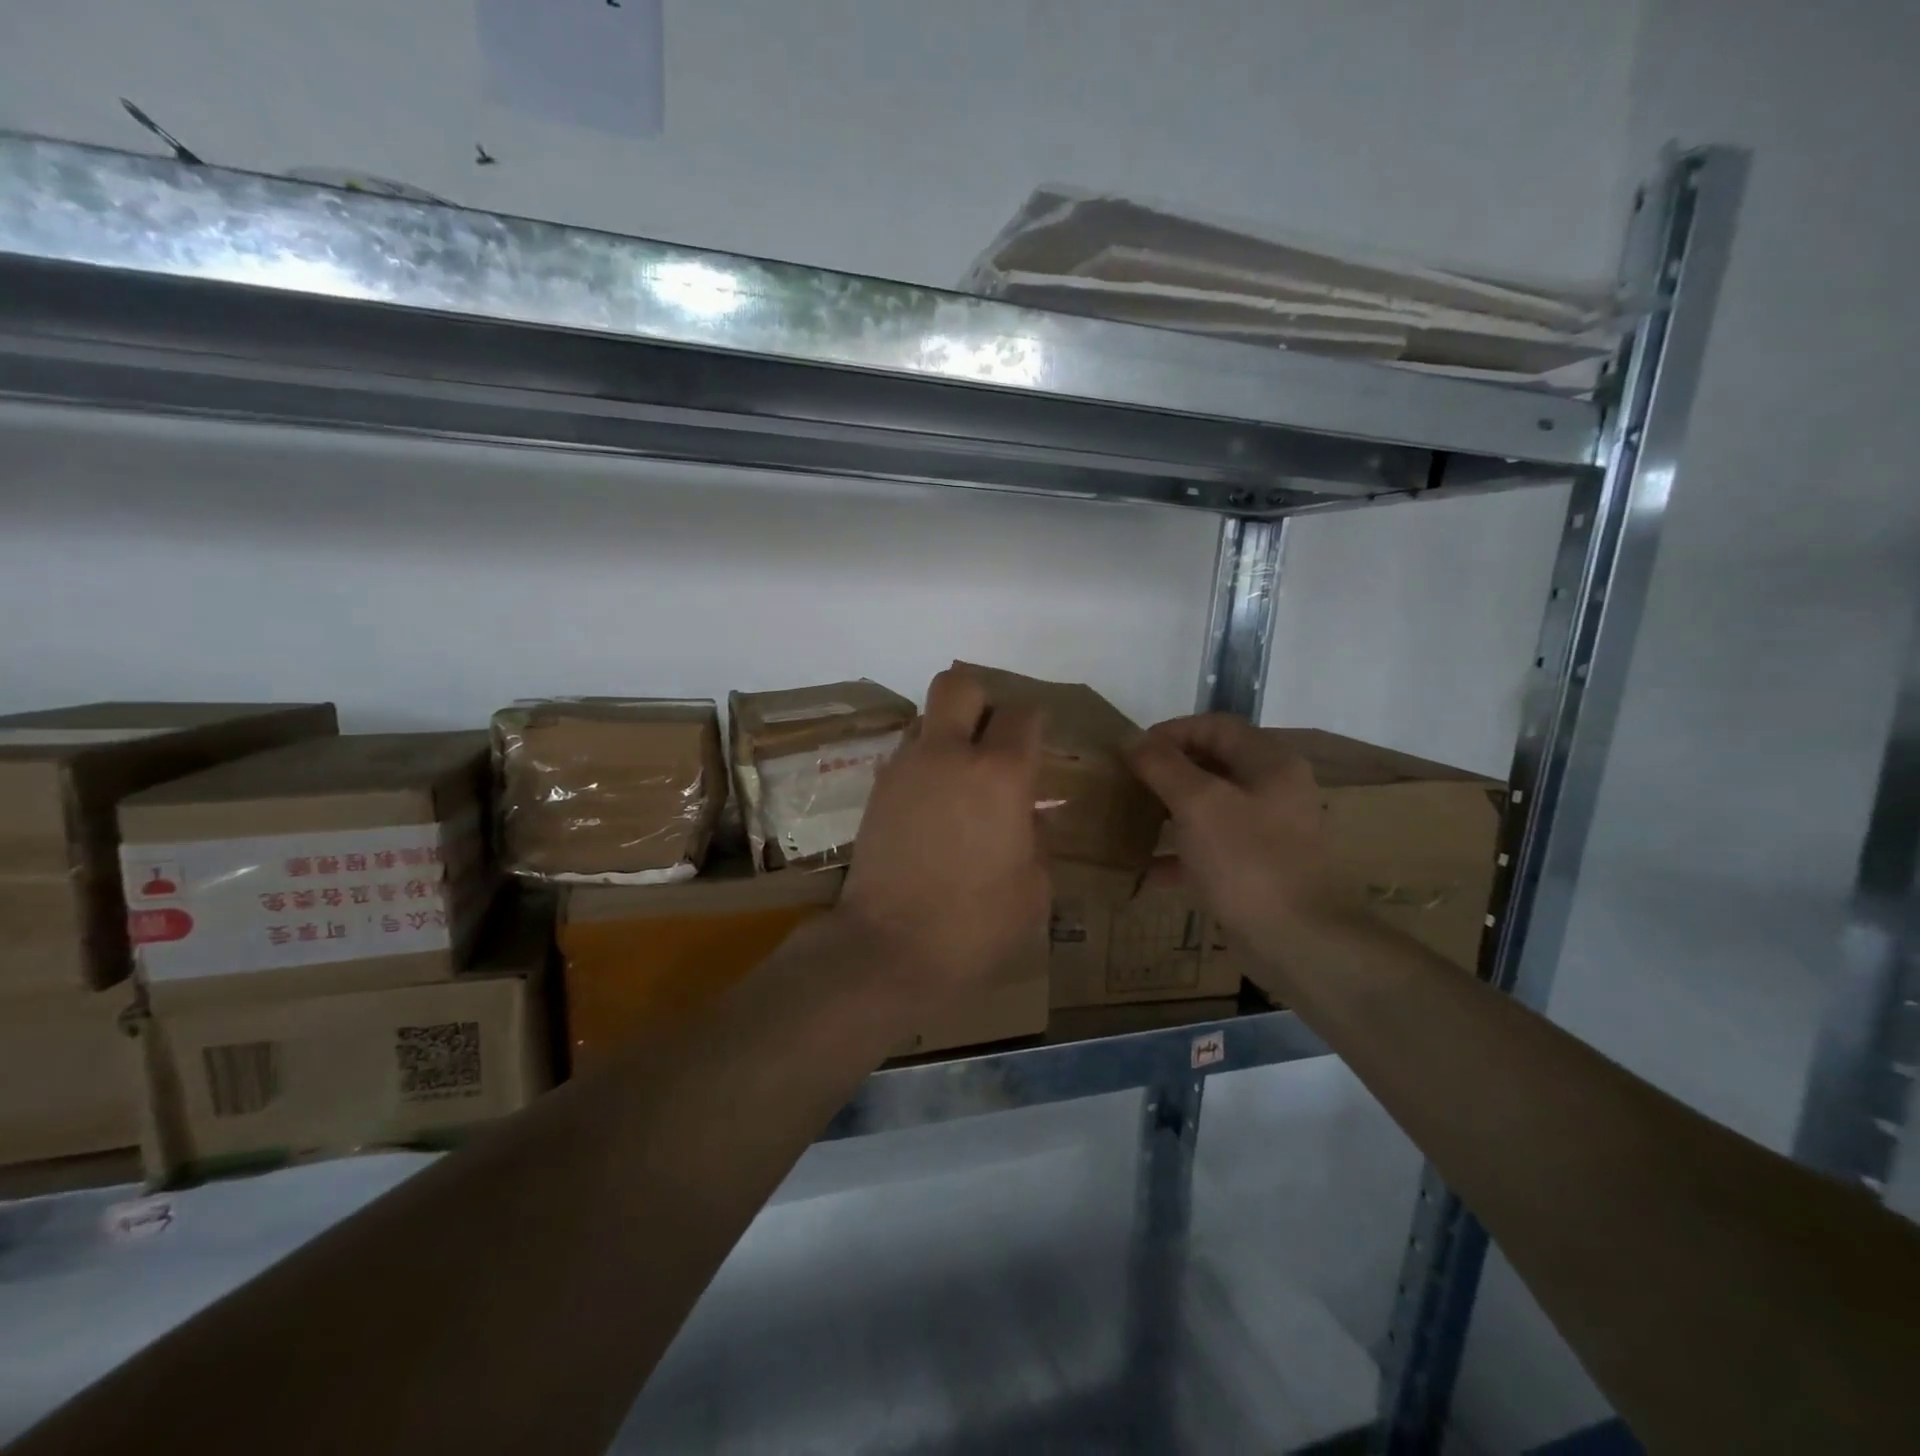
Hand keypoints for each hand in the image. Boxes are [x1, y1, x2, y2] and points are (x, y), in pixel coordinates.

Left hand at [840, 669, 1049, 996]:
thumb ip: (1036, 838)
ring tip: (958, 780)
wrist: (888, 949)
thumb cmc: (975, 925)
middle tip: (991, 742)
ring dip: (946, 735)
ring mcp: (904, 768)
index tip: (1036, 747)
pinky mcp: (876, 790)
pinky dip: (923, 765)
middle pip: (959, 685)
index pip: (1022, 714)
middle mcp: (949, 755)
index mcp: (999, 774)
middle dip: (980, 701)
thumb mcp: (1034, 888)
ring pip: (926, 719)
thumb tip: (1027, 818)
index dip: (1033, 725)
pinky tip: (932, 807)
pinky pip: (905, 755)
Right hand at [1125, 714, 1343, 947]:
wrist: (1299, 942)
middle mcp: (1274, 792)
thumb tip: (1133, 740)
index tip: (1133, 751)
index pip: (1216, 727)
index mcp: (1270, 765)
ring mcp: (1268, 834)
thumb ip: (1163, 766)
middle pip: (1214, 766)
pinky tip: (1147, 868)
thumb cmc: (1248, 861)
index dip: (1172, 731)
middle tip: (1129, 784)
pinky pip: (1212, 850)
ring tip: (1132, 819)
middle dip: (1168, 772)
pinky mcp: (1257, 871)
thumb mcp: (1198, 804)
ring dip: (1170, 811)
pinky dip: (1181, 854)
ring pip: (1211, 809)